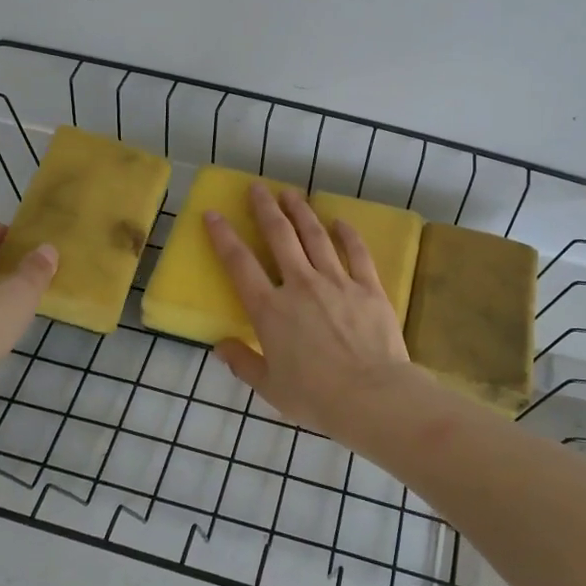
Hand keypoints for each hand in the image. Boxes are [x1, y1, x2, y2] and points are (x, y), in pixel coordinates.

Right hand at [205, 184, 409, 435]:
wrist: (371, 396)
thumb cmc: (315, 397)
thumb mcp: (270, 388)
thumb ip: (243, 363)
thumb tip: (220, 347)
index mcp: (270, 310)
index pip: (240, 264)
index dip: (224, 236)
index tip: (213, 214)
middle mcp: (300, 285)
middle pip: (279, 236)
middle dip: (265, 208)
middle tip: (258, 187)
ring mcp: (336, 281)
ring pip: (315, 236)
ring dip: (301, 211)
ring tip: (291, 193)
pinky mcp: (368, 287)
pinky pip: (356, 252)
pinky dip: (347, 234)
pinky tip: (340, 221)